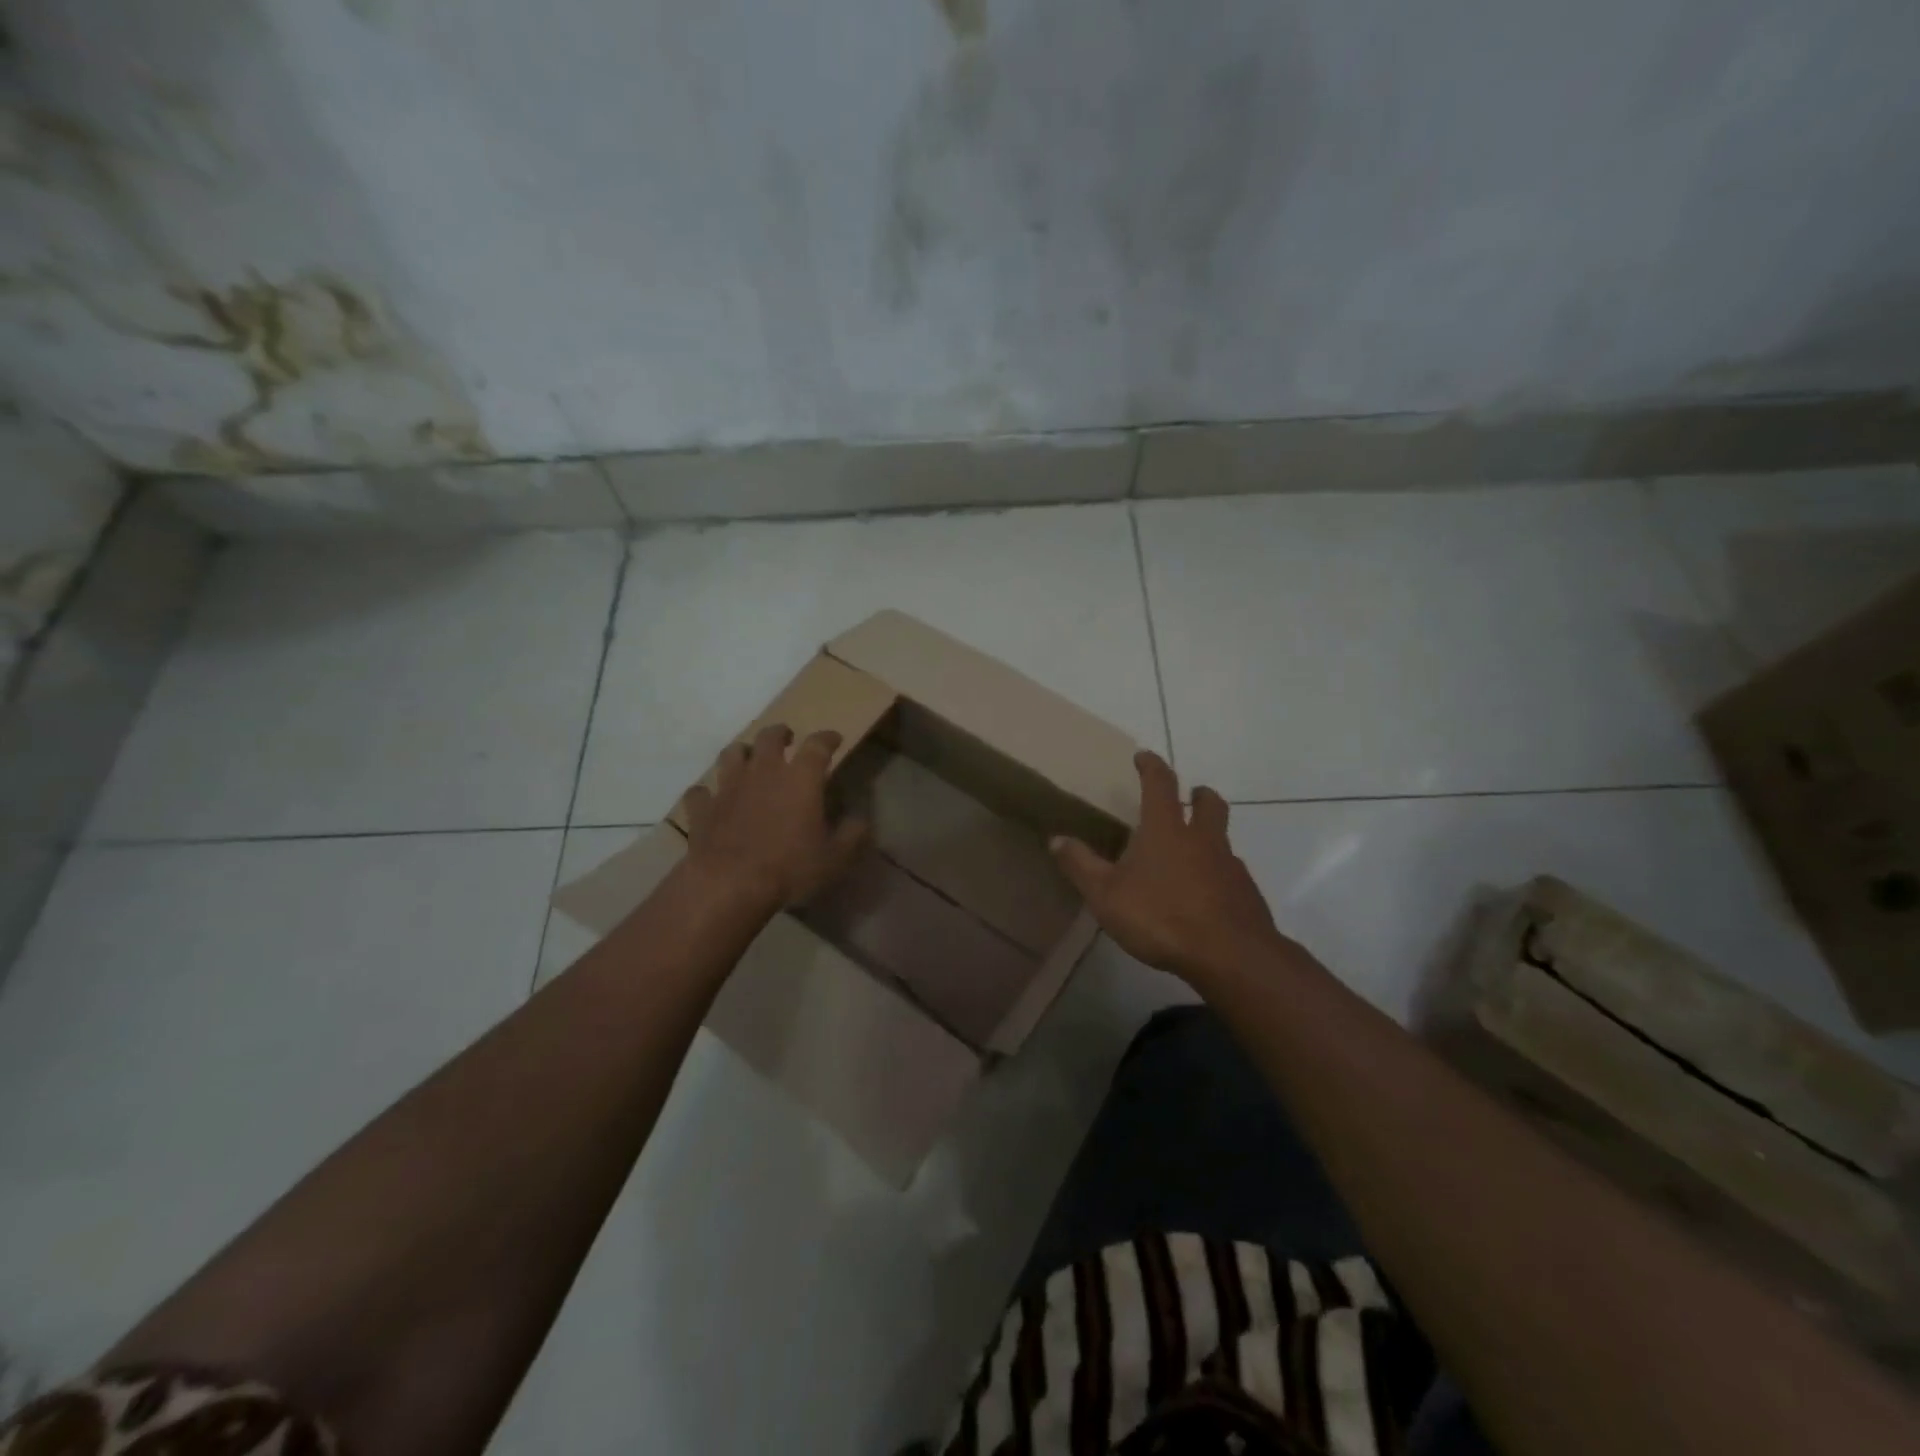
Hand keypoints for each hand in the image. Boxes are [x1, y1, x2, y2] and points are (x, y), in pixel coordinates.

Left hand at [679, 723, 868, 910]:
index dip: (827, 738)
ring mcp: (728, 787)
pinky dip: (706, 793)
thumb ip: (851, 835)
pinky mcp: (702, 808)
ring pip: (731, 754)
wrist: (729, 883)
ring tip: (747, 759)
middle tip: (787, 739)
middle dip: (780, 734)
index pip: (818, 745)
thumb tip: (861, 821)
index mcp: (800, 778)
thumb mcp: (834, 858)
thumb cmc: (789, 867)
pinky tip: (711, 799)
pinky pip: (700, 792)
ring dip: (741, 753)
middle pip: (769, 737)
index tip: (834, 739)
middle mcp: (763, 771)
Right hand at [1052, 750, 1283, 985]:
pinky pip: (1231, 873)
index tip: (1144, 756)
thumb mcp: (1106, 894)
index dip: (1152, 766)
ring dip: (1209, 836)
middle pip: (1208, 803)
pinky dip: (1218, 873)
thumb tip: (1056, 839)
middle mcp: (1202, 839)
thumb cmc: (1160, 916)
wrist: (1229, 955)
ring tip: (1193, 853)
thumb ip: (1080, 865)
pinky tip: (1207, 895)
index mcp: (1166, 830)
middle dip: (1199, 794)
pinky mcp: (1246, 893)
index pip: (1160, 784)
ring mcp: (1229, 865)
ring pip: (1222, 839)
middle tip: (1191, 795)